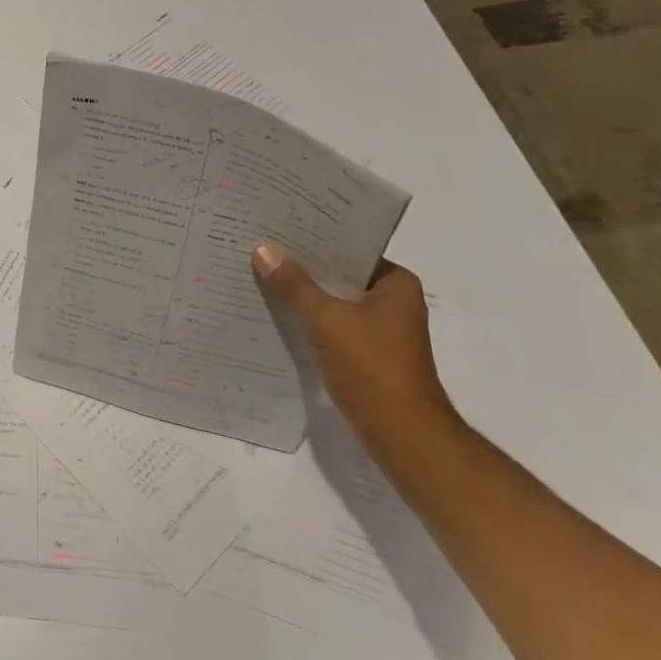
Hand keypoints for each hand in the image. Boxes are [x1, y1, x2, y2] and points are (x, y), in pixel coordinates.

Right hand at [251, 245, 459, 446]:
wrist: (400, 431)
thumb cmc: (371, 365)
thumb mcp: (326, 318)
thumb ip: (294, 284)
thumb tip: (262, 249)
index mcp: (396, 284)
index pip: (349, 249)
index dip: (313, 239)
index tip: (277, 228)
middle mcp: (393, 301)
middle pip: (339, 274)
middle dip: (302, 266)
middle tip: (260, 248)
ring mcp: (380, 328)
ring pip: (333, 300)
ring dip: (303, 293)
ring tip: (261, 275)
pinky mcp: (366, 351)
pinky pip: (331, 323)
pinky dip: (308, 318)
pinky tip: (276, 312)